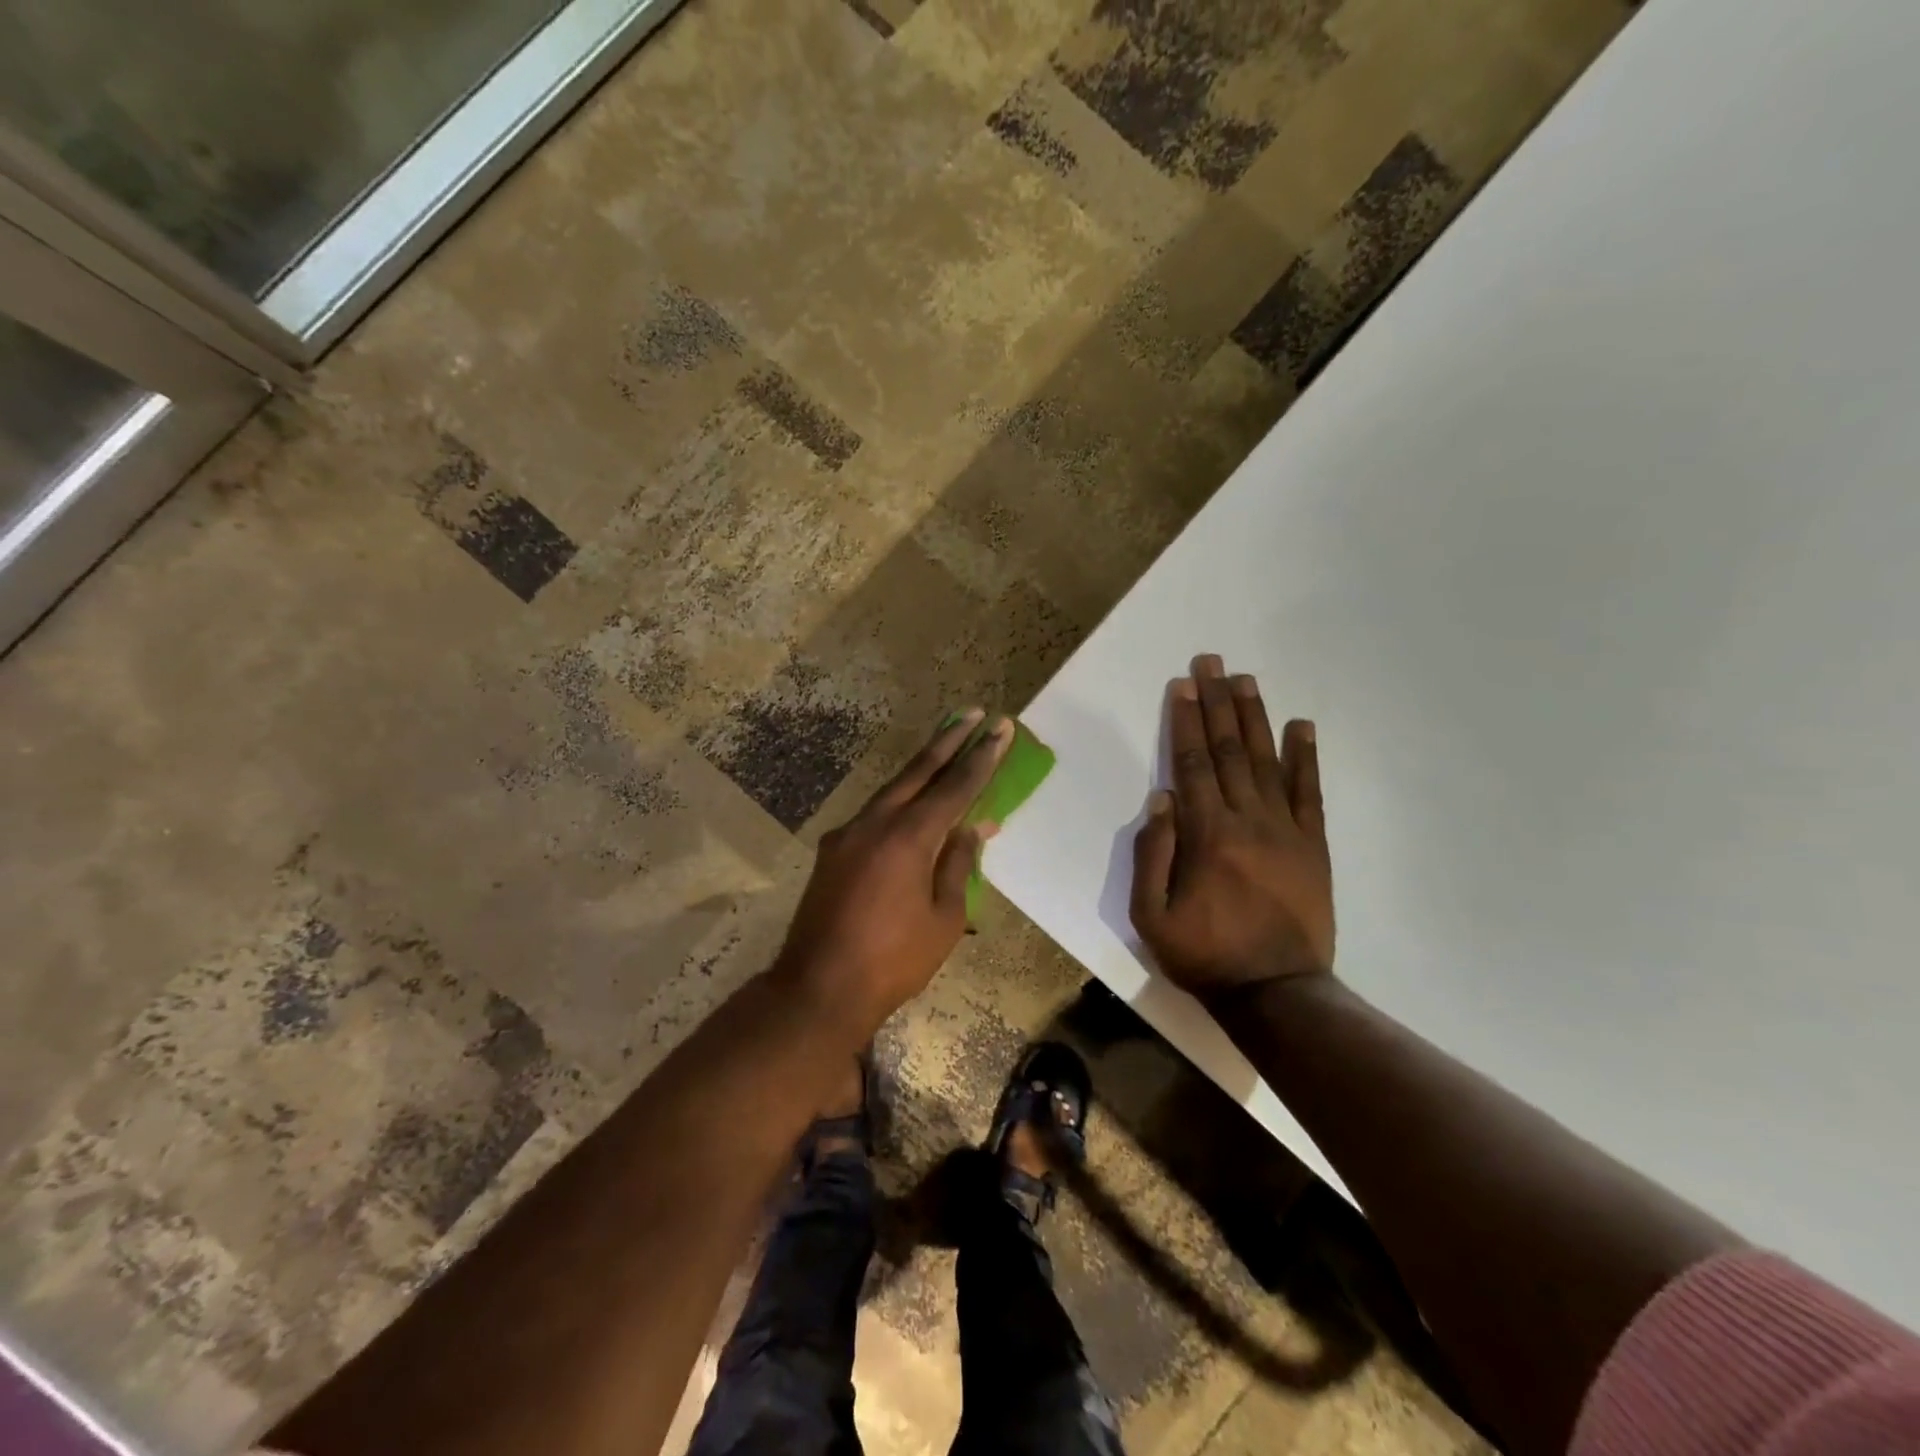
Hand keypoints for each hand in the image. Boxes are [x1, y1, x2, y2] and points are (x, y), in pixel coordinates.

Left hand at [774, 710, 1012, 1034]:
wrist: (818, 988)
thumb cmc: (894, 960)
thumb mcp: (945, 918)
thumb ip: (959, 864)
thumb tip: (975, 827)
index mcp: (909, 837)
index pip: (955, 787)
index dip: (981, 757)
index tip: (1000, 728)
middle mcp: (875, 822)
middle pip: (918, 770)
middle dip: (948, 740)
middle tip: (973, 714)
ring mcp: (848, 833)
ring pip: (892, 788)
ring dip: (922, 766)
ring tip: (947, 746)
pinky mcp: (833, 850)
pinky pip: (874, 814)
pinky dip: (899, 800)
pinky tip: (910, 805)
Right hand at [1130, 655, 1333, 1001]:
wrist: (1276, 993)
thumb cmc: (1204, 954)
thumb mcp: (1152, 915)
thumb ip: (1153, 854)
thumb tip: (1162, 799)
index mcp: (1206, 834)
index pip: (1191, 764)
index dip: (1184, 721)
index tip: (1182, 685)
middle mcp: (1247, 819)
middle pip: (1227, 750)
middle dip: (1216, 702)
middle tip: (1211, 662)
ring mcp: (1286, 830)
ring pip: (1265, 761)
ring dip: (1253, 717)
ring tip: (1245, 680)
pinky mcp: (1313, 845)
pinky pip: (1309, 792)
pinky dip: (1305, 758)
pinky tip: (1301, 727)